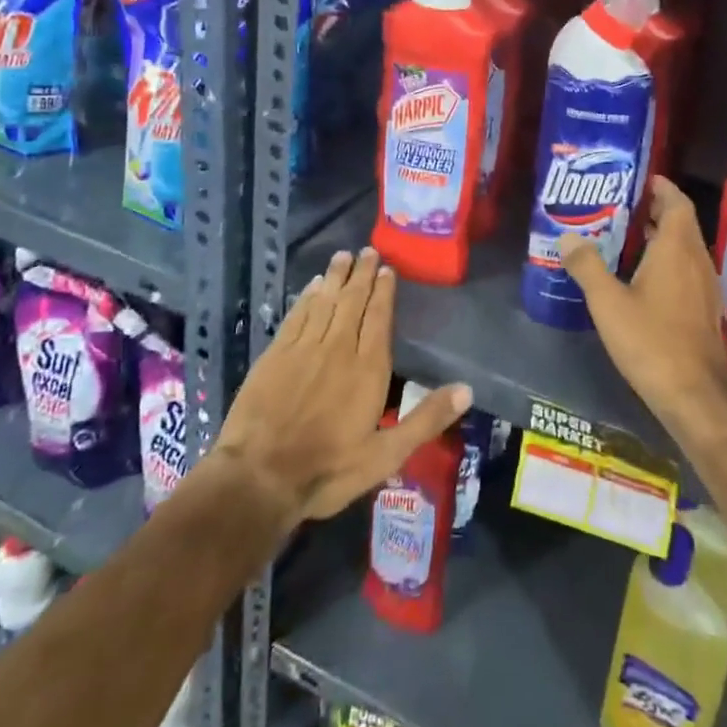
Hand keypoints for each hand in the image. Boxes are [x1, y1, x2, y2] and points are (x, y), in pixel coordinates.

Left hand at [214, 247, 471, 529]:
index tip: (387, 269)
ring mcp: (304, 348)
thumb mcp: (386, 455)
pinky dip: (307, 297)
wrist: (259, 476)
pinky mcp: (276, 354)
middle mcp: (338, 348)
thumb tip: (467, 389)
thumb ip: (426, 420)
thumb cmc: (328, 469)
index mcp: (368, 369)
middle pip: (353, 302)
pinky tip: (312, 286)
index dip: (384, 292)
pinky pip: (297, 315)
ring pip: (324, 302)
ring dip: (335, 277)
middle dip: (361, 275)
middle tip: (367, 250)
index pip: (379, 318)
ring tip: (342, 256)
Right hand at [560, 178, 726, 432]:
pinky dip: (666, 259)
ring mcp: (704, 286)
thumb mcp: (608, 302)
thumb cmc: (651, 341)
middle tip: (620, 204)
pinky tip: (640, 276)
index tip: (638, 178)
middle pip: (680, 222)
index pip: (677, 202)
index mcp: (676, 249)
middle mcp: (696, 260)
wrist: (695, 395)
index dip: (661, 186)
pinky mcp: (703, 308)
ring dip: (660, 235)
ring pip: (684, 247)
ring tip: (624, 235)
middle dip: (655, 209)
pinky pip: (685, 268)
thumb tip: (568, 237)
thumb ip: (587, 266)